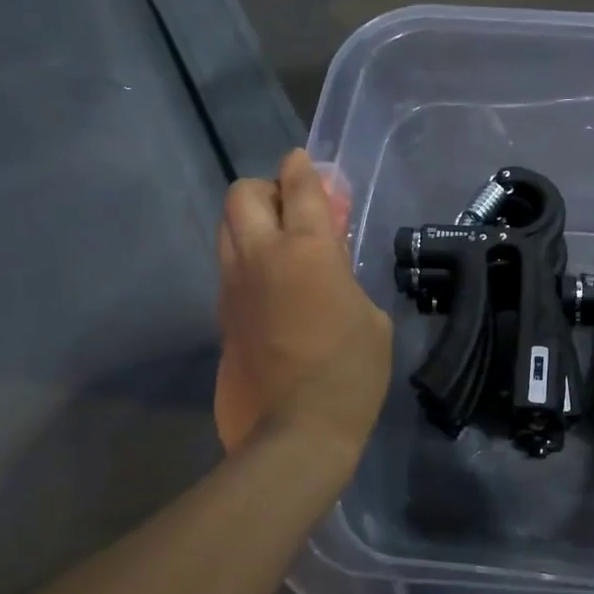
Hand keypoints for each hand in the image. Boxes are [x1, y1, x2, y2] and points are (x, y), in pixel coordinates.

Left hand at [215, 150, 391, 457]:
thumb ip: (345, 278)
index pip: (300, 187)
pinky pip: (230, 270)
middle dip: (267, 190)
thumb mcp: (371, 317)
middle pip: (243, 195)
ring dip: (251, 224)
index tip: (304, 161)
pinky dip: (248, 262)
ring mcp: (234, 287)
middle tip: (293, 210)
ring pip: (227, 230)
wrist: (296, 432)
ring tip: (281, 247)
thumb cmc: (351, 373)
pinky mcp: (222, 317)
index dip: (303, 167)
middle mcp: (262, 257)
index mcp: (308, 250)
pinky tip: (273, 288)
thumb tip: (328, 269)